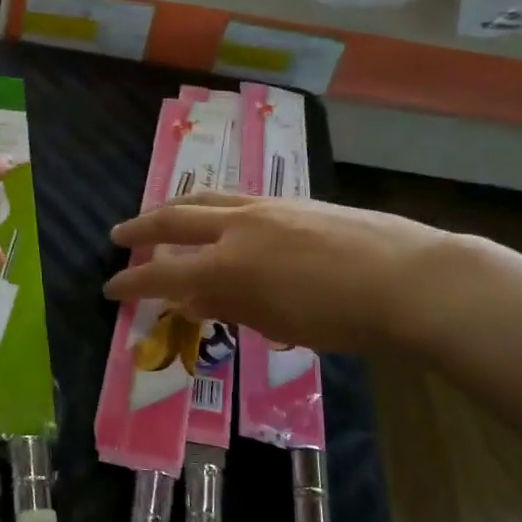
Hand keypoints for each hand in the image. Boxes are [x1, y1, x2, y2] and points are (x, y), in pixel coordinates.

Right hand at [103, 192, 457, 352]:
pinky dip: (213, 206)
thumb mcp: (278, 324)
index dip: (132, 284)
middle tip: (119, 236)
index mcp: (228, 267)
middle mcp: (238, 228)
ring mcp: (267, 207)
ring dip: (175, 207)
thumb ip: (228, 306)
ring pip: (206, 198)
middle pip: (175, 219)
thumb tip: (190, 299)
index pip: (162, 273)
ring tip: (160, 216)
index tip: (110, 289)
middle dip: (141, 228)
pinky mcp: (293, 200)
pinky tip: (220, 218)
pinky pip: (238, 197)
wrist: (411, 280)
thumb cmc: (343, 319)